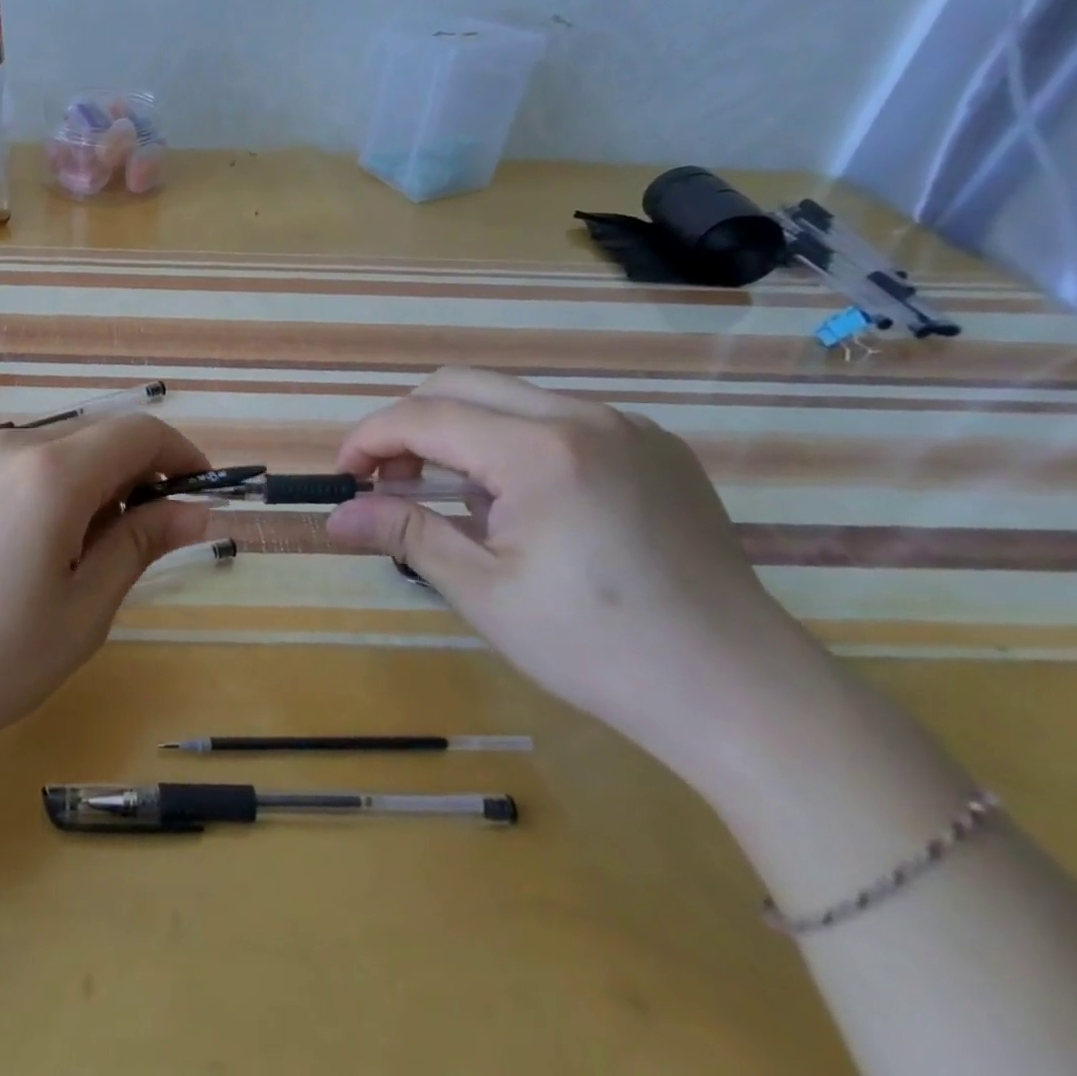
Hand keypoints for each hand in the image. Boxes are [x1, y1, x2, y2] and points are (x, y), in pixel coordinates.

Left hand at [0, 414, 213, 762]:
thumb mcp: (82, 610)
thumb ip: (141, 544)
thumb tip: (196, 510)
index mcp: (51, 472)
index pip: (139, 432)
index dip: (183, 455)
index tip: (203, 497)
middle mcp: (16, 445)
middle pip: (104, 433)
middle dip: (146, 470)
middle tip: (158, 536)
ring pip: (70, 446)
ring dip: (106, 479)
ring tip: (104, 550)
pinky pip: (35, 462)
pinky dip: (68, 485)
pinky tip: (57, 542)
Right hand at [325, 369, 845, 790]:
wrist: (741, 692)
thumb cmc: (597, 648)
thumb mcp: (483, 592)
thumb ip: (404, 533)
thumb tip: (335, 516)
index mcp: (540, 451)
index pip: (425, 416)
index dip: (369, 438)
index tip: (343, 477)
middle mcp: (584, 417)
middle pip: (461, 384)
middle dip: (408, 424)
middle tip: (387, 481)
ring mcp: (628, 426)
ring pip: (510, 396)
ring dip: (460, 431)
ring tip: (453, 498)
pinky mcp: (655, 447)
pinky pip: (559, 419)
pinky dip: (512, 441)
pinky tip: (523, 503)